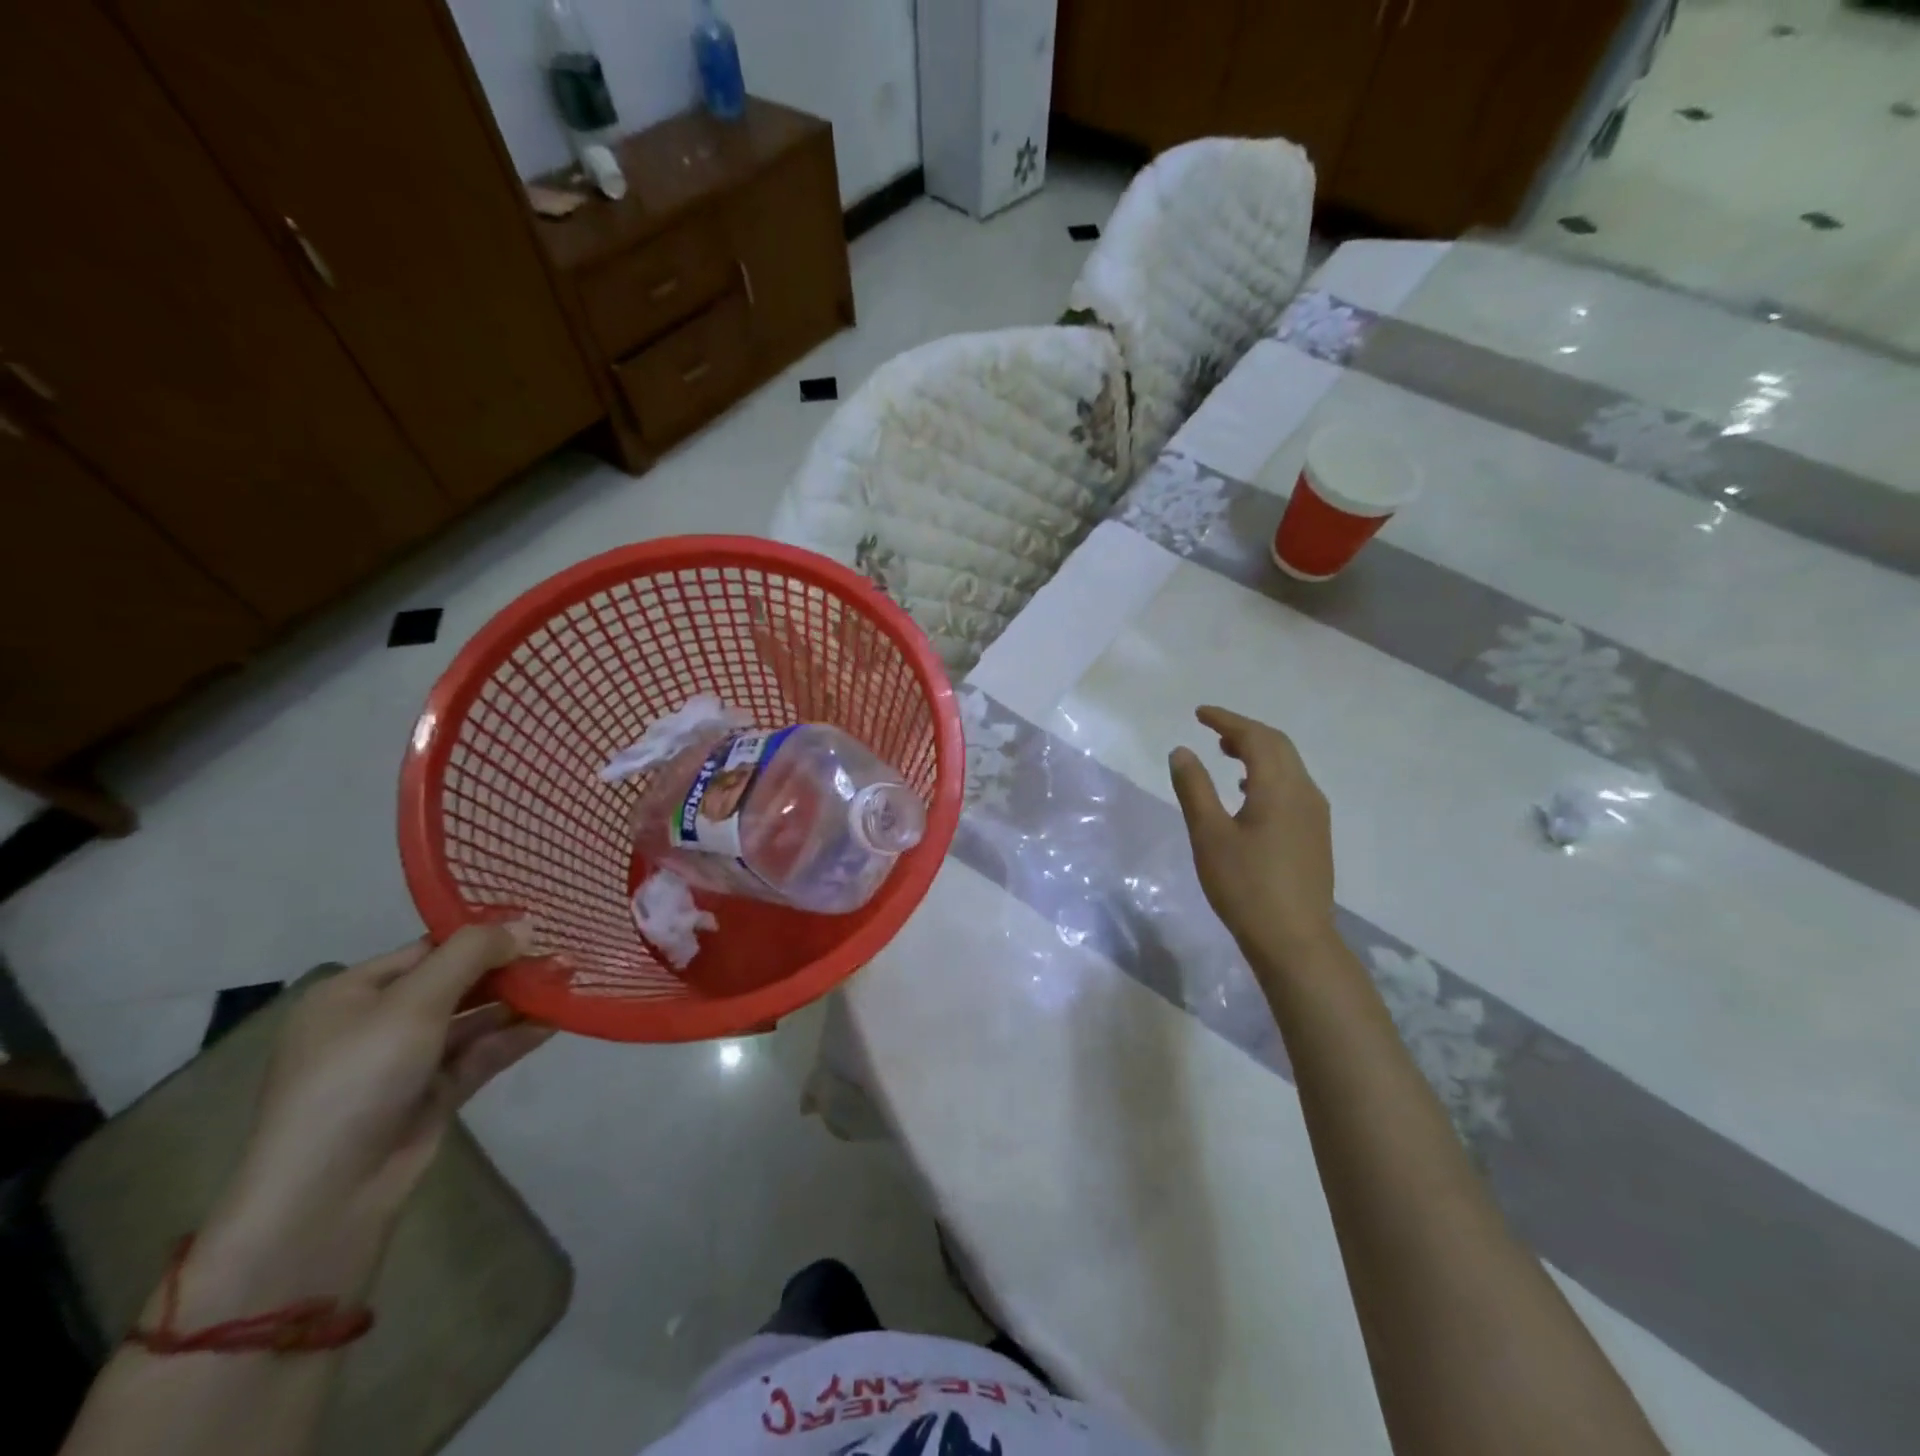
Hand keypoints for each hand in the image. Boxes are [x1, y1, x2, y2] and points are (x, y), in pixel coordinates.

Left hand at [185, 925, 554, 1313]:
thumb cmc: (358, 1078)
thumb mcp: (414, 1002)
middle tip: (562, 954)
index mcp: (351, 993)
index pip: (428, 949)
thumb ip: (471, 955)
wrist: (327, 1195)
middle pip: (455, 982)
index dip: (481, 936)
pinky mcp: (432, 1095)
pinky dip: (513, 1038)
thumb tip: (526, 924)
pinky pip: (479, 1054)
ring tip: (568, 982)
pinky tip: (554, 1021)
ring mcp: (405, 1062)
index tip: (537, 925)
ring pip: (472, 1019)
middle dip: (507, 969)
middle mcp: (376, 1022)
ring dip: (517, 1002)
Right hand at [1168, 706, 1337, 967]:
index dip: (1227, 720)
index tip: (1200, 713)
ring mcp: (1314, 815)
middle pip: (1278, 746)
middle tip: (1212, 729)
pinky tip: (1248, 794)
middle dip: (1245, 732)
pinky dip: (1268, 775)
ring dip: (1258, 752)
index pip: (1255, 737)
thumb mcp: (1209, 834)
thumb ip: (1194, 788)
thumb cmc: (1245, 885)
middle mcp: (1305, 793)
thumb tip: (1182, 751)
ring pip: (1289, 767)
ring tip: (1227, 754)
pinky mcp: (1315, 836)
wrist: (1294, 940)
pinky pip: (1292, 787)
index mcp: (1280, 787)